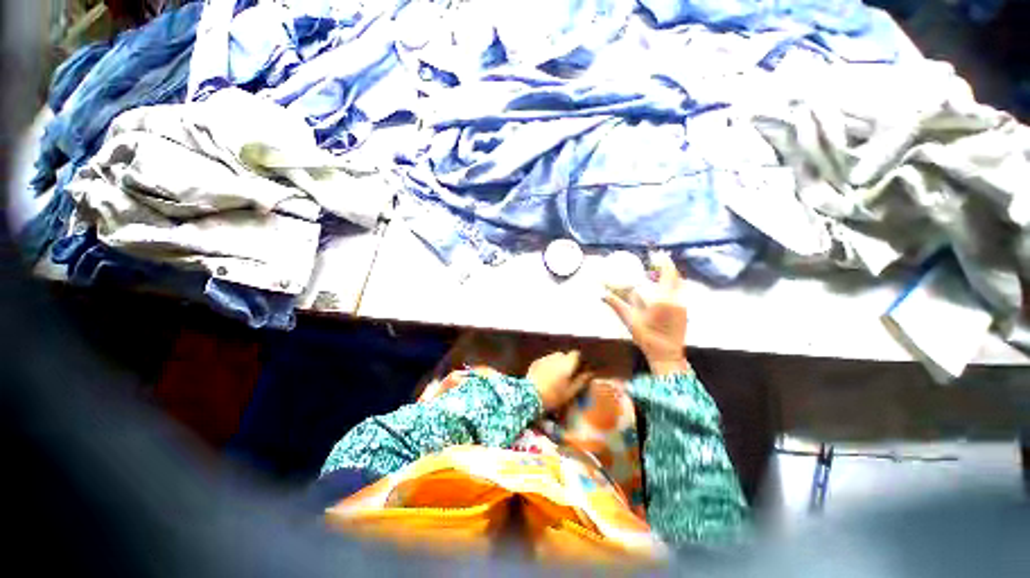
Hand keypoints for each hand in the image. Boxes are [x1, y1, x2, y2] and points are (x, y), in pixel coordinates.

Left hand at [526, 350, 590, 410]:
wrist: (530, 395)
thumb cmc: (554, 395)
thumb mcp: (571, 392)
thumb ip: (582, 380)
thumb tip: (590, 373)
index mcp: (567, 362)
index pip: (576, 354)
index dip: (579, 361)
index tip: (579, 370)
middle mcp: (556, 356)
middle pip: (564, 356)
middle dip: (567, 363)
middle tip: (567, 376)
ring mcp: (544, 358)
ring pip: (554, 358)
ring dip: (556, 364)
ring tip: (555, 378)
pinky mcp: (535, 362)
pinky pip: (545, 362)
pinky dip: (547, 367)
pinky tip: (545, 378)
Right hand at [603, 252, 689, 375]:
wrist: (666, 354)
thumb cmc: (647, 337)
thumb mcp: (630, 320)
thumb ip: (617, 304)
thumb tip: (602, 294)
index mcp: (663, 300)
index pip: (668, 273)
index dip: (663, 261)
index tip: (656, 254)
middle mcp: (676, 299)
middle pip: (676, 276)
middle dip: (666, 266)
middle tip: (654, 261)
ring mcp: (683, 305)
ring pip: (680, 283)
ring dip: (670, 275)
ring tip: (657, 272)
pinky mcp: (685, 310)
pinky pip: (680, 291)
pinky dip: (672, 284)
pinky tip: (662, 287)